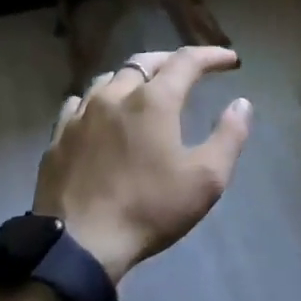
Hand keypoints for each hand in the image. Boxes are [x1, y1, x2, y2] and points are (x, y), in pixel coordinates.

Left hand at [34, 47, 252, 282]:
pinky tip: (102, 113)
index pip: (186, 61)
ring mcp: (81, 115)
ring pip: (110, 79)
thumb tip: (241, 103)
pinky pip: (80, 103)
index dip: (211, 55)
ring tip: (146, 89)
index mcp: (153, 101)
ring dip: (134, 77)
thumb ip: (229, 136)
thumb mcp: (206, 179)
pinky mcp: (58, 137)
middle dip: (172, 60)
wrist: (79, 244)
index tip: (230, 60)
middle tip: (190, 69)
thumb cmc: (149, 209)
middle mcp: (115, 95)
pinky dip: (100, 99)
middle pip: (145, 62)